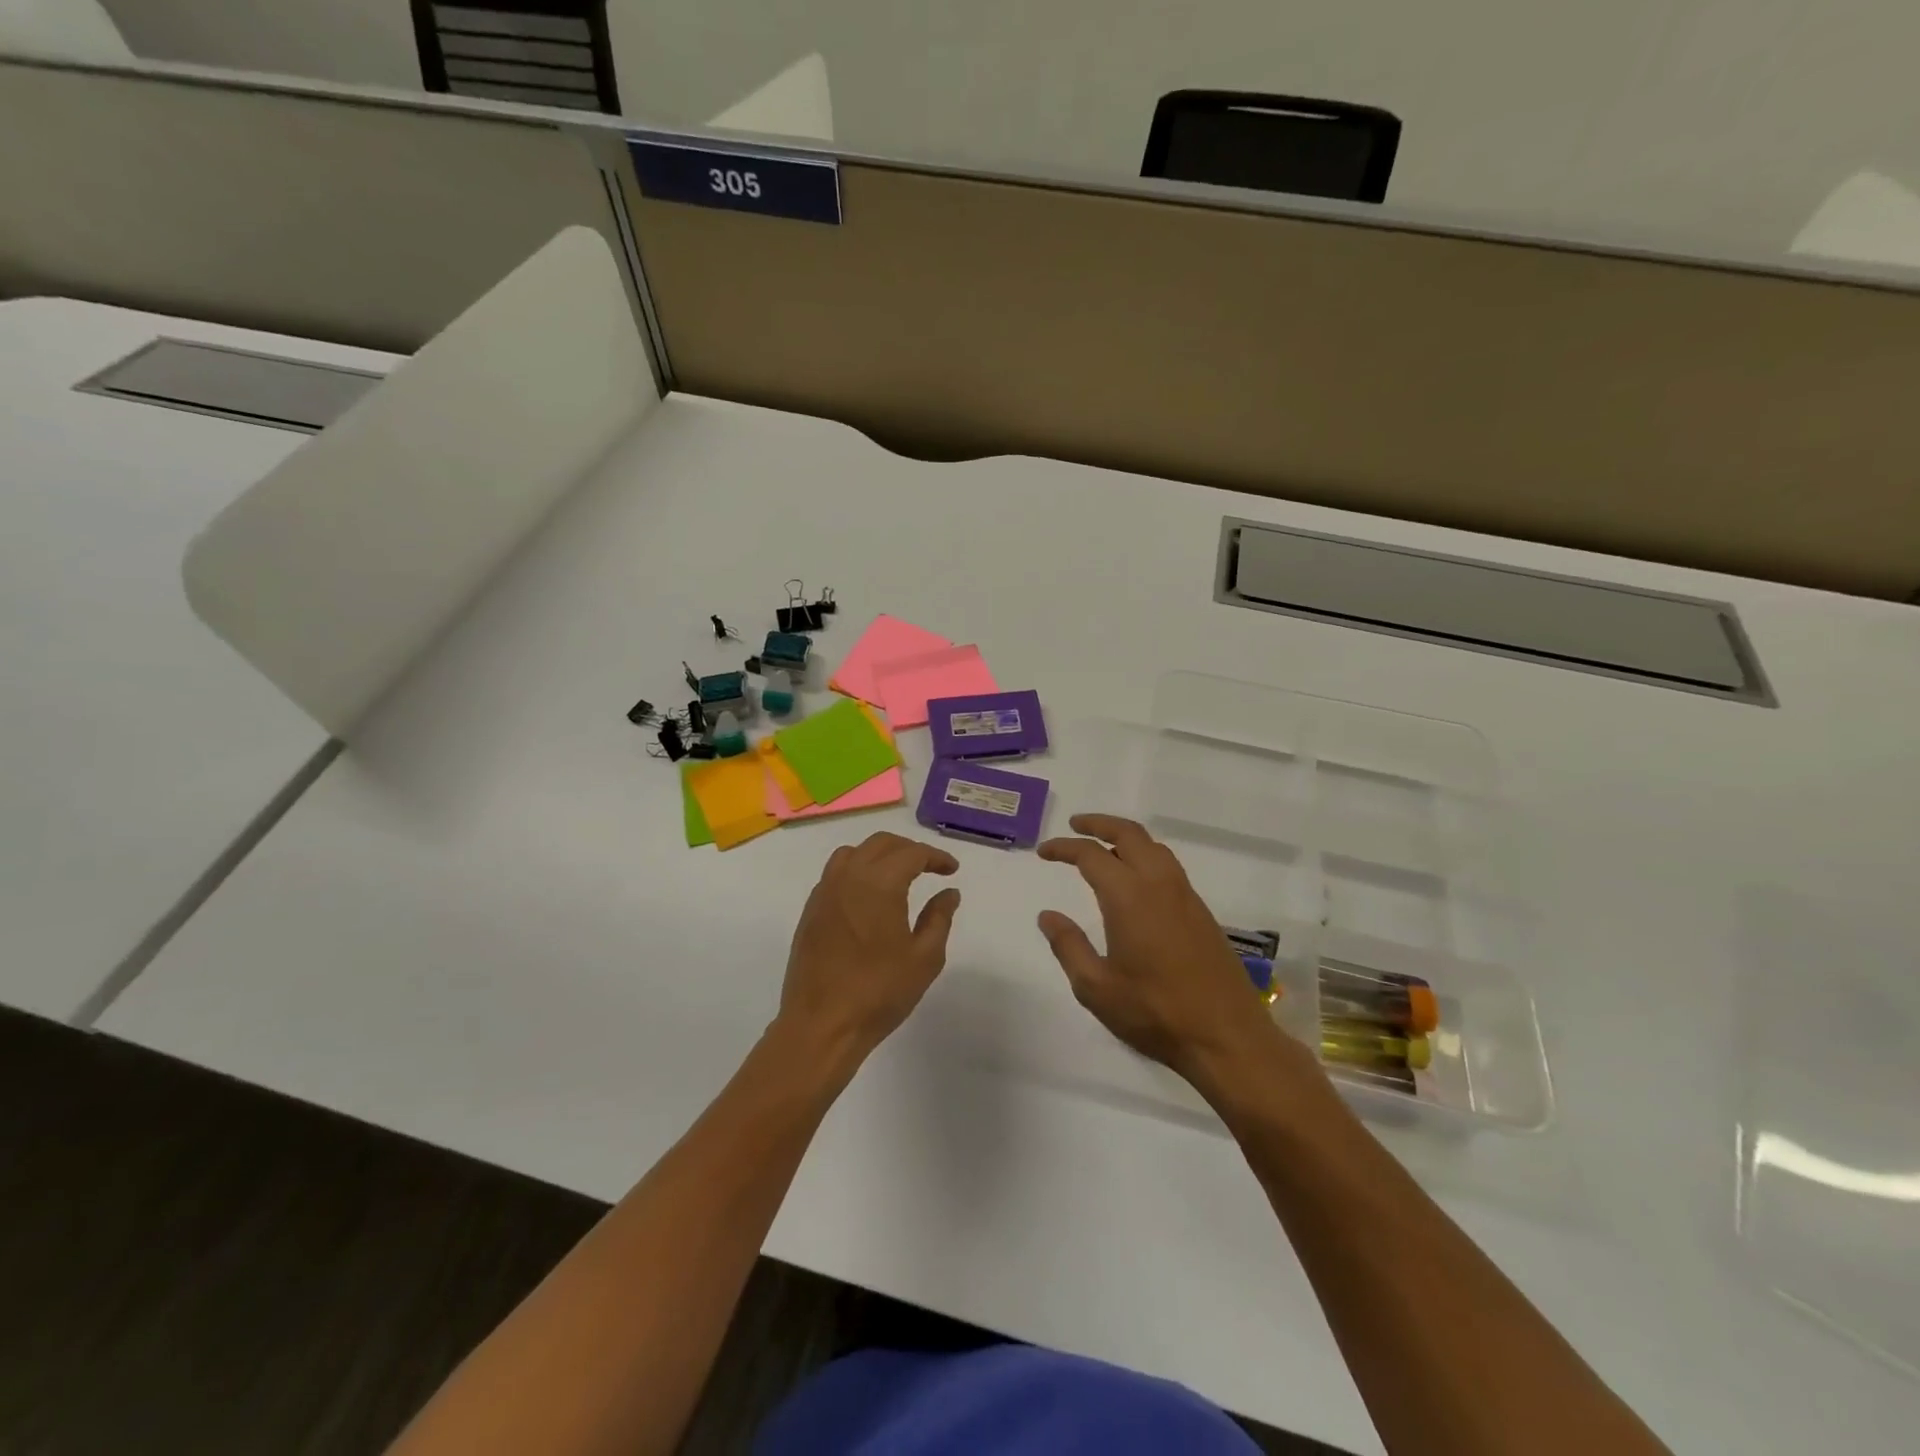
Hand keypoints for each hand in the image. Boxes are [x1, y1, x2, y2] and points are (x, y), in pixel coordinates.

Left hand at [777, 832, 961, 1069]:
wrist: (822, 1026)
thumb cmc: (879, 992)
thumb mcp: (924, 958)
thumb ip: (939, 918)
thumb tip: (948, 892)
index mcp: (879, 883)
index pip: (912, 853)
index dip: (935, 857)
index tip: (951, 870)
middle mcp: (848, 877)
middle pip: (880, 844)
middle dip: (908, 849)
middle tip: (929, 867)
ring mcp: (824, 892)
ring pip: (852, 853)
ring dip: (878, 855)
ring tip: (897, 875)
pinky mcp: (810, 911)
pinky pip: (834, 874)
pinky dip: (856, 871)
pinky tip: (868, 896)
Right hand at [1038, 814, 1304, 1092]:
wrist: (1227, 1037)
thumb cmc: (1155, 1012)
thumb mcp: (1096, 987)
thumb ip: (1069, 945)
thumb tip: (1048, 915)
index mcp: (1129, 897)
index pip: (1091, 855)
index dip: (1064, 848)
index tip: (1044, 852)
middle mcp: (1159, 884)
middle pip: (1129, 834)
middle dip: (1099, 824)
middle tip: (1075, 825)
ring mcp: (1185, 896)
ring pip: (1154, 847)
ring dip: (1125, 837)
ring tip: (1103, 848)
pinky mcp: (1201, 912)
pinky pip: (1169, 866)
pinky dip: (1145, 856)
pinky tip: (1135, 880)